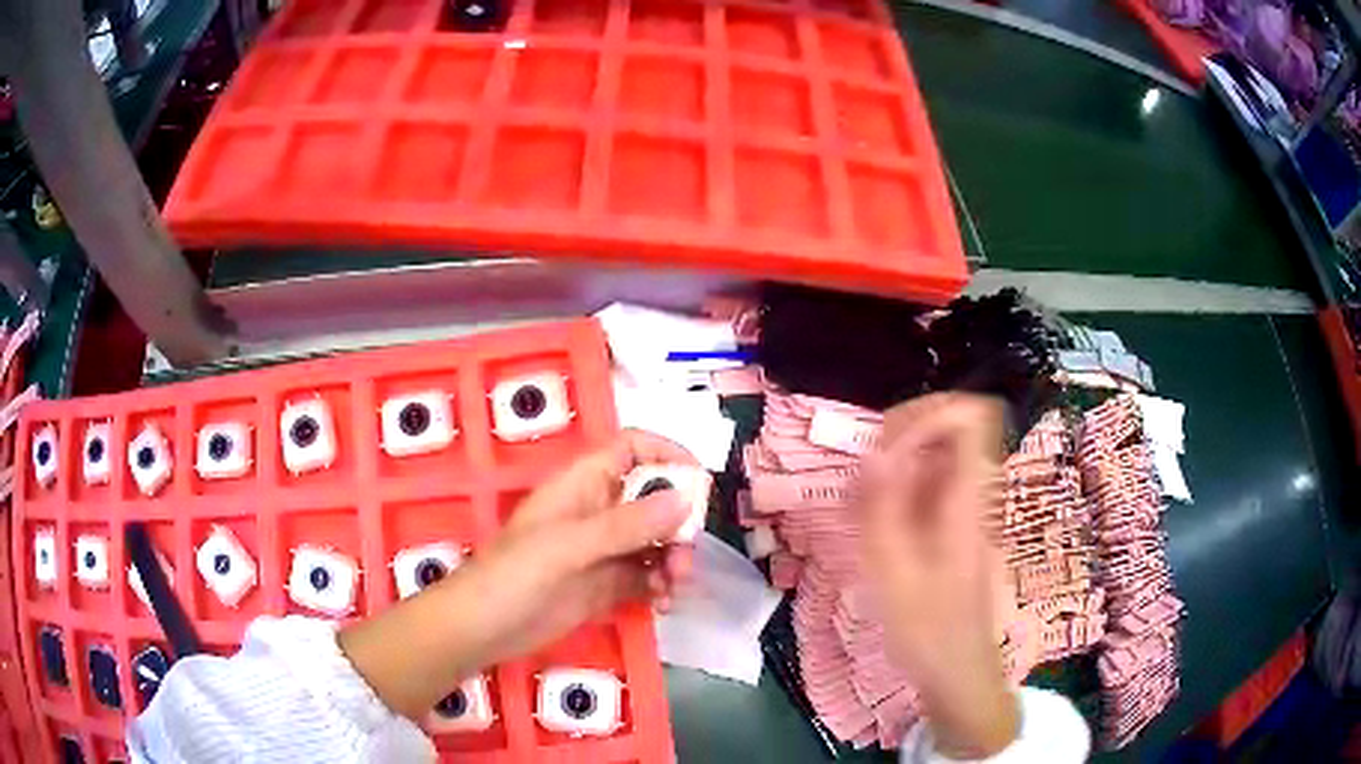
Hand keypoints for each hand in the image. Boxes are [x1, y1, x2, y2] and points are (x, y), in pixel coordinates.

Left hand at [456, 429, 698, 661]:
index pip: (632, 449)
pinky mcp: (604, 586)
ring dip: (672, 559)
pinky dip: (660, 587)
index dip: (667, 455)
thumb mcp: (569, 546)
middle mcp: (598, 511)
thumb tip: (685, 499)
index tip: (700, 482)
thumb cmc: (514, 575)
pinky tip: (661, 605)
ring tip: (672, 588)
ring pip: (655, 541)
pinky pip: (645, 577)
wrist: (482, 629)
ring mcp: (602, 551)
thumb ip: (626, 525)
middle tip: (684, 557)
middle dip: (677, 524)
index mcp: (583, 485)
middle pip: (654, 499)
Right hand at [862, 393, 1017, 757]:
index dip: (928, 414)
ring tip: (864, 506)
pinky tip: (874, 525)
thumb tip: (873, 452)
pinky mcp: (952, 523)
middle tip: (866, 477)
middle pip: (948, 426)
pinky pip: (926, 483)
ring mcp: (963, 506)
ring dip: (893, 466)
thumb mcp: (894, 575)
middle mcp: (971, 491)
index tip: (889, 449)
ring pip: (933, 453)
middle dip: (901, 437)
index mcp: (968, 498)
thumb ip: (882, 511)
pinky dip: (896, 490)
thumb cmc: (928, 632)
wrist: (957, 671)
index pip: (970, 416)